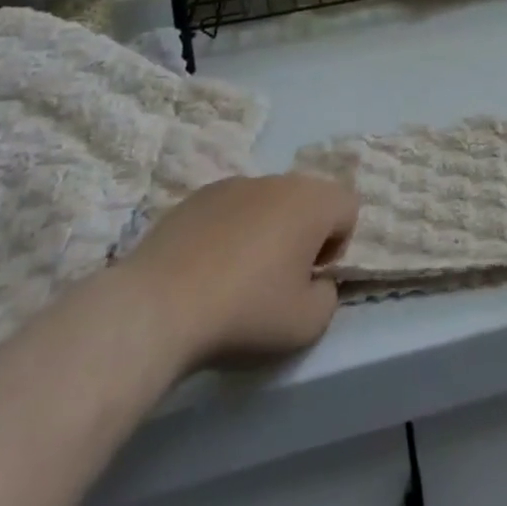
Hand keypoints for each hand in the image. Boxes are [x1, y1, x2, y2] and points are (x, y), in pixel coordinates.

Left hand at [120, 175, 358, 369]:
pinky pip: (230, 209)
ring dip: (265, 231)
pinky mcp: (197, 197)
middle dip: (301, 234)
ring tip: (236, 277)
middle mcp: (280, 180)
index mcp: (313, 201)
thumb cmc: (245, 311)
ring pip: (268, 203)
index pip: (348, 207)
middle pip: (307, 201)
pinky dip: (228, 232)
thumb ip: (328, 297)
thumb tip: (316, 282)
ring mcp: (235, 184)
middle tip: (277, 280)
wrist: (157, 307)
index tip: (309, 278)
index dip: (337, 244)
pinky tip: (204, 271)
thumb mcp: (307, 325)